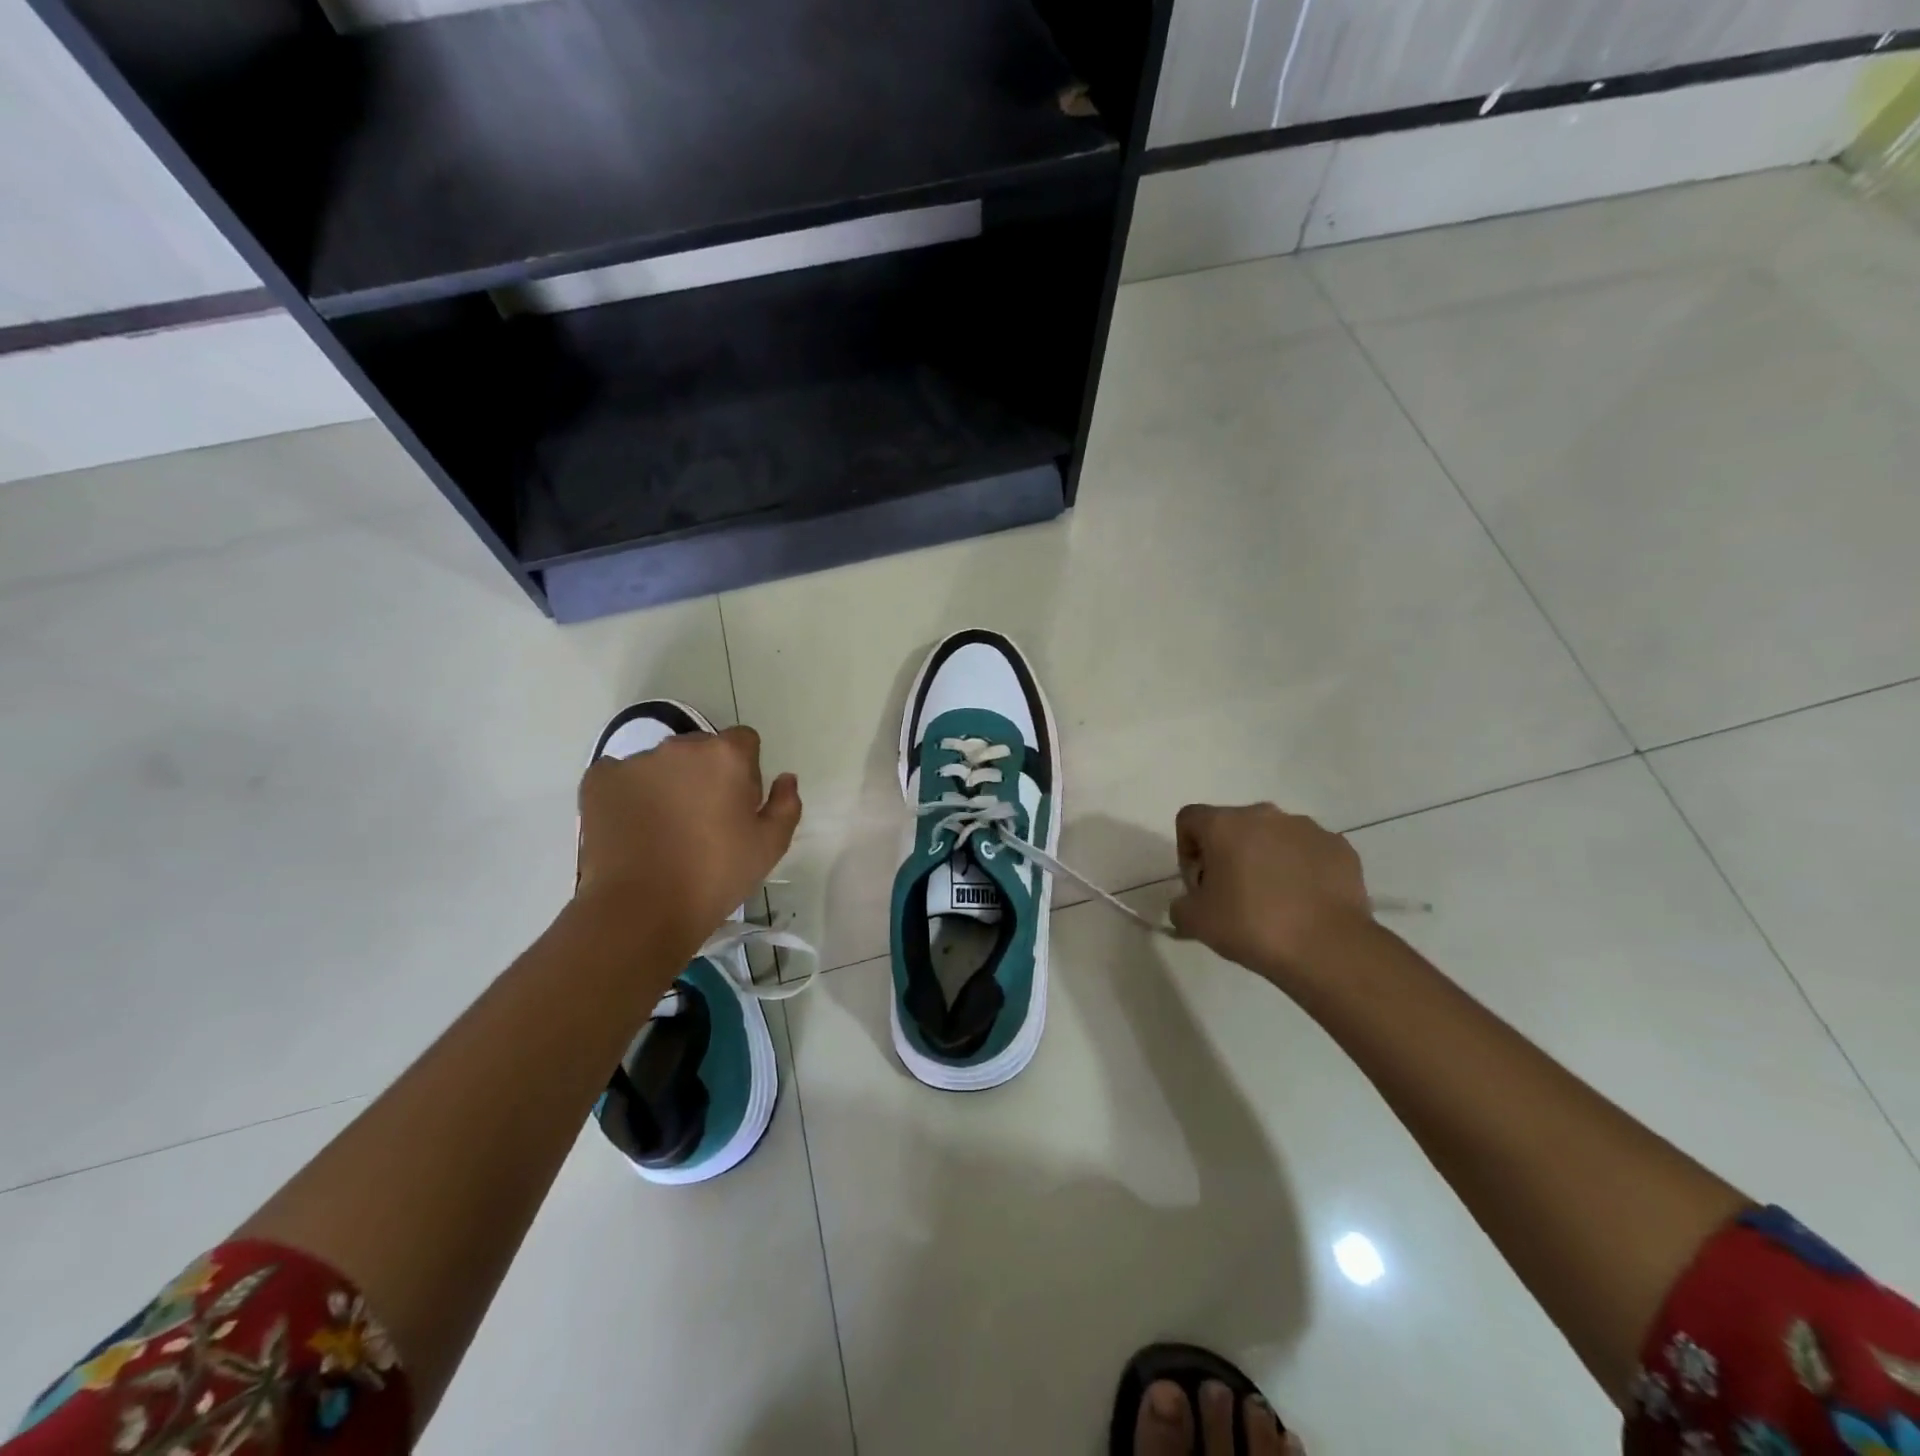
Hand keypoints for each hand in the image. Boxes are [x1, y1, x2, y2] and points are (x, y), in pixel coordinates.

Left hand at [575, 725, 801, 959]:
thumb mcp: (770, 846)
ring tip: (663, 830)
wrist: (642, 909)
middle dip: (706, 774)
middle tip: (703, 821)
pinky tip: (632, 827)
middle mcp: (680, 746)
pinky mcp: (599, 780)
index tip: (738, 805)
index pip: (744, 741)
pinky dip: (628, 793)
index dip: (746, 772)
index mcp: (726, 755)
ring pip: (661, 763)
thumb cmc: (715, 876)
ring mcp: (635, 761)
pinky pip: (621, 776)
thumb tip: (785, 778)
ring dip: (668, 783)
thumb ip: (786, 804)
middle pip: (701, 749)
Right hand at [1169, 803, 1373, 983]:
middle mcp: (1264, 815)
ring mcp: (1307, 828)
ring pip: (1273, 837)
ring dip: (1265, 859)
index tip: (1199, 885)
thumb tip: (1189, 904)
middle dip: (1227, 855)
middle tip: (1232, 896)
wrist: (1328, 948)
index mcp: (1224, 824)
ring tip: (1273, 901)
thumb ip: (1180, 906)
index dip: (1186, 850)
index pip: (1190, 819)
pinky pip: (1308, 852)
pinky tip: (1304, 903)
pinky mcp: (1339, 847)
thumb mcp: (1196, 922)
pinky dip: (1300, 869)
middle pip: (1233, 826)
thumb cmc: (1251, 925)